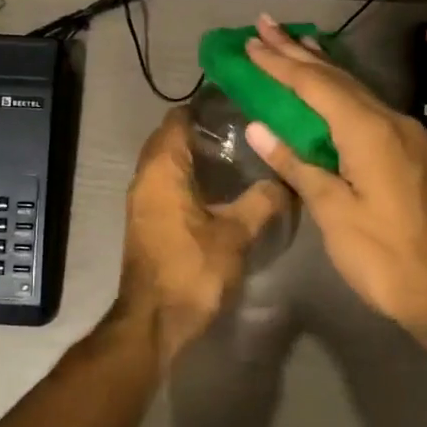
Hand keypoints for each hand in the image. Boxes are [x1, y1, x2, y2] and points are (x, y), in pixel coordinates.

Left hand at [117, 109, 288, 359]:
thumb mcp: (236, 235)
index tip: (235, 105)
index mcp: (162, 170)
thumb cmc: (192, 270)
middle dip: (200, 131)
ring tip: (235, 155)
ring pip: (165, 165)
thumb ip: (261, 202)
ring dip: (192, 157)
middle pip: (168, 140)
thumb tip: (284, 179)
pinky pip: (164, 186)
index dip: (202, 109)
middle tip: (241, 129)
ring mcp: (141, 202)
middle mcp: (144, 179)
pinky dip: (186, 179)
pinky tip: (218, 190)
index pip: (176, 121)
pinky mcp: (145, 223)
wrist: (154, 321)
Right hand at [242, 15, 426, 357]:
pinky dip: (342, 93)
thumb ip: (297, 166)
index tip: (250, 42)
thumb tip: (259, 128)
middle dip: (299, 52)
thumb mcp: (335, 215)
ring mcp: (408, 137)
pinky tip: (332, 92)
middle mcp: (391, 122)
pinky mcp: (414, 154)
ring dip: (322, 68)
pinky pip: (369, 110)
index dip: (280, 64)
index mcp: (369, 132)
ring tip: (295, 44)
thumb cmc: (388, 259)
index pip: (315, 86)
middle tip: (266, 26)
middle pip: (338, 78)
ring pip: (357, 91)